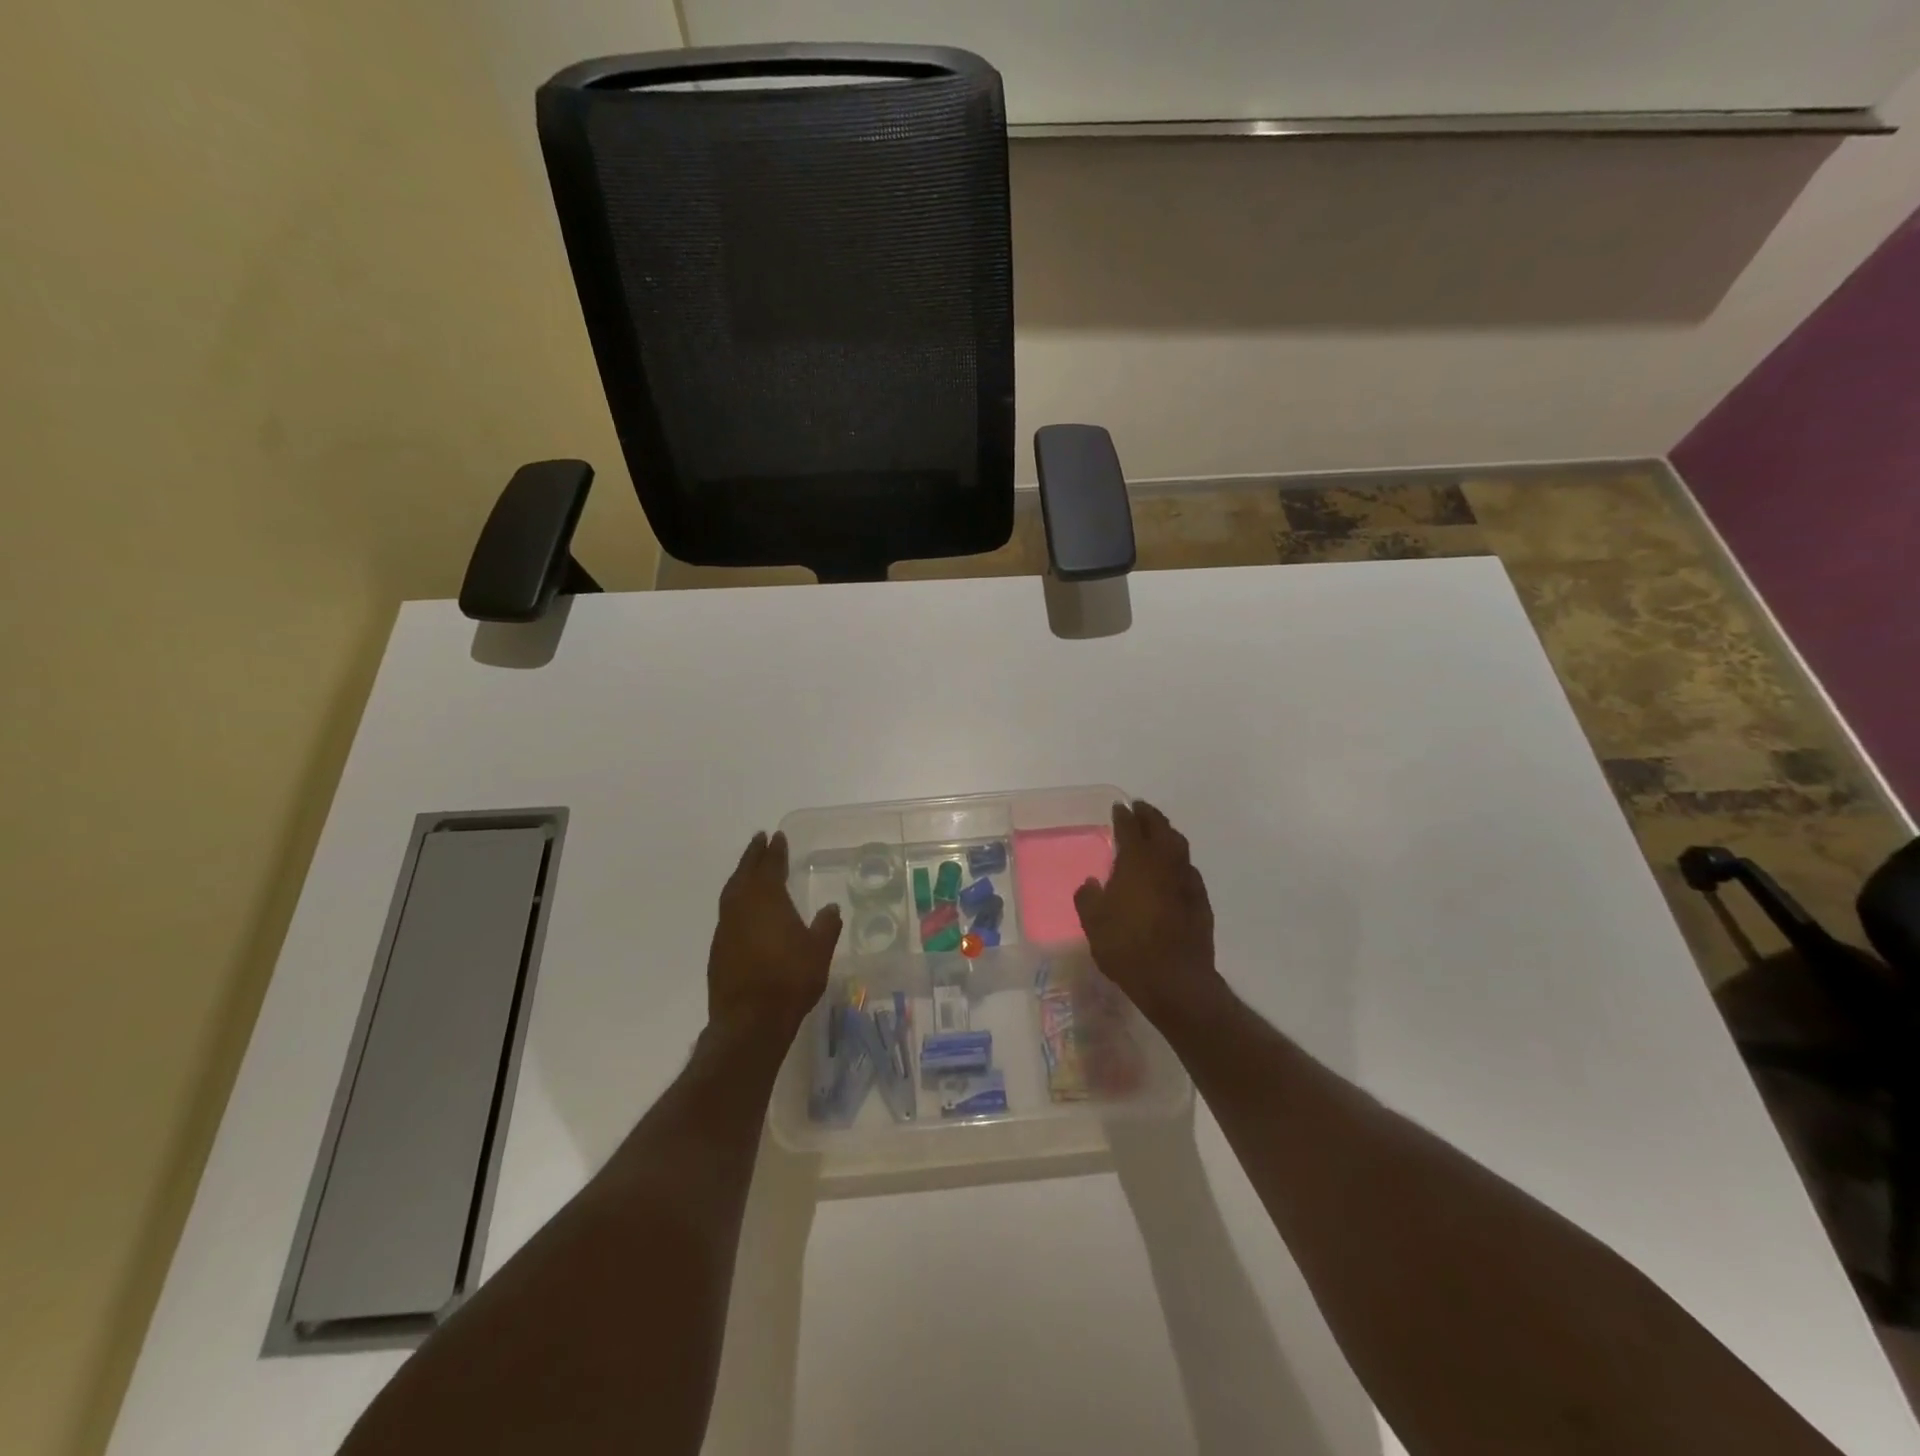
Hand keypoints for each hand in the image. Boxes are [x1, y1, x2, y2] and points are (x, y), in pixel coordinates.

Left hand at [707, 830, 841, 1037]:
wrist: (749, 1021)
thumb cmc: (790, 979)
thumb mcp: (818, 951)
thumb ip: (826, 926)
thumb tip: (831, 908)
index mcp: (767, 900)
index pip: (771, 866)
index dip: (775, 851)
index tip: (776, 836)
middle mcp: (742, 907)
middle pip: (745, 873)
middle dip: (752, 855)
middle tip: (759, 839)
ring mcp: (726, 928)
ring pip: (732, 892)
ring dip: (741, 875)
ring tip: (749, 869)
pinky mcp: (718, 949)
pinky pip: (727, 913)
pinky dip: (736, 901)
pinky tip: (745, 910)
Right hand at [1074, 801, 1221, 1027]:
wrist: (1174, 980)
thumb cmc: (1127, 947)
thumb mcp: (1093, 923)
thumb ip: (1088, 898)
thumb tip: (1091, 884)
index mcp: (1137, 862)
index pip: (1131, 828)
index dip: (1124, 816)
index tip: (1119, 808)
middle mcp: (1165, 864)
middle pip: (1161, 829)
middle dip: (1150, 816)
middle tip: (1140, 809)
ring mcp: (1187, 881)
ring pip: (1179, 847)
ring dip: (1167, 834)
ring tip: (1157, 833)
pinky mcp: (1201, 902)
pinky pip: (1188, 870)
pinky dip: (1178, 862)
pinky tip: (1173, 871)